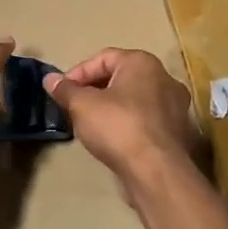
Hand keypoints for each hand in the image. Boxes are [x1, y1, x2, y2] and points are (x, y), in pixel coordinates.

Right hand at [44, 49, 198, 187]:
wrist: (155, 170)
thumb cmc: (117, 126)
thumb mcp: (81, 105)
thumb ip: (65, 89)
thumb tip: (49, 78)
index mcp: (142, 62)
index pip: (103, 58)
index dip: (78, 73)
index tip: (62, 91)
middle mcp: (164, 77)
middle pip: (120, 76)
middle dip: (94, 89)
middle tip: (74, 105)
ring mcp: (176, 105)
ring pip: (134, 98)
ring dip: (111, 106)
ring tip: (91, 122)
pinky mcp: (178, 130)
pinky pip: (146, 117)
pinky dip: (128, 121)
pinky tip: (113, 137)